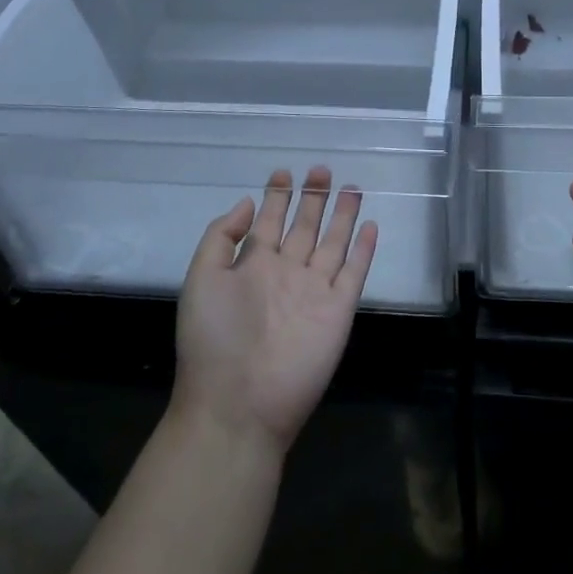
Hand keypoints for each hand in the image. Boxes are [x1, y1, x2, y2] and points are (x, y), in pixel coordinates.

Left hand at [172, 167, 376, 461]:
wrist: (239, 404)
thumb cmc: (213, 340)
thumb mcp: (202, 279)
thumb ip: (222, 238)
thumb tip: (247, 202)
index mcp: (252, 266)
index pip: (269, 222)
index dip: (277, 196)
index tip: (284, 171)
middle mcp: (286, 273)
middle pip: (304, 226)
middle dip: (312, 197)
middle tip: (321, 169)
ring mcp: (314, 291)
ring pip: (332, 243)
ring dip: (342, 215)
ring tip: (351, 187)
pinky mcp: (338, 310)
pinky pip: (354, 272)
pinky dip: (363, 249)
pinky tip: (370, 225)